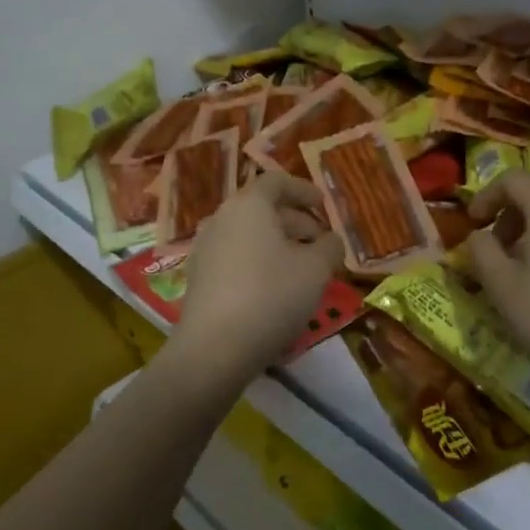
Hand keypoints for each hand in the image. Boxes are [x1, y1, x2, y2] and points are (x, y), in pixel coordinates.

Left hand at [169, 172, 344, 387]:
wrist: (214, 348)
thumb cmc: (271, 295)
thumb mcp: (316, 269)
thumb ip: (329, 247)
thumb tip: (330, 240)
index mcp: (248, 205)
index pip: (277, 182)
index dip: (304, 190)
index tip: (324, 206)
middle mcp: (221, 218)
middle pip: (262, 209)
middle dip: (296, 222)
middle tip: (321, 244)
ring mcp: (205, 248)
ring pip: (248, 235)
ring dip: (278, 244)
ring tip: (303, 268)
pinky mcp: (199, 278)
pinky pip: (235, 257)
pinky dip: (258, 262)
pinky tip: (276, 289)